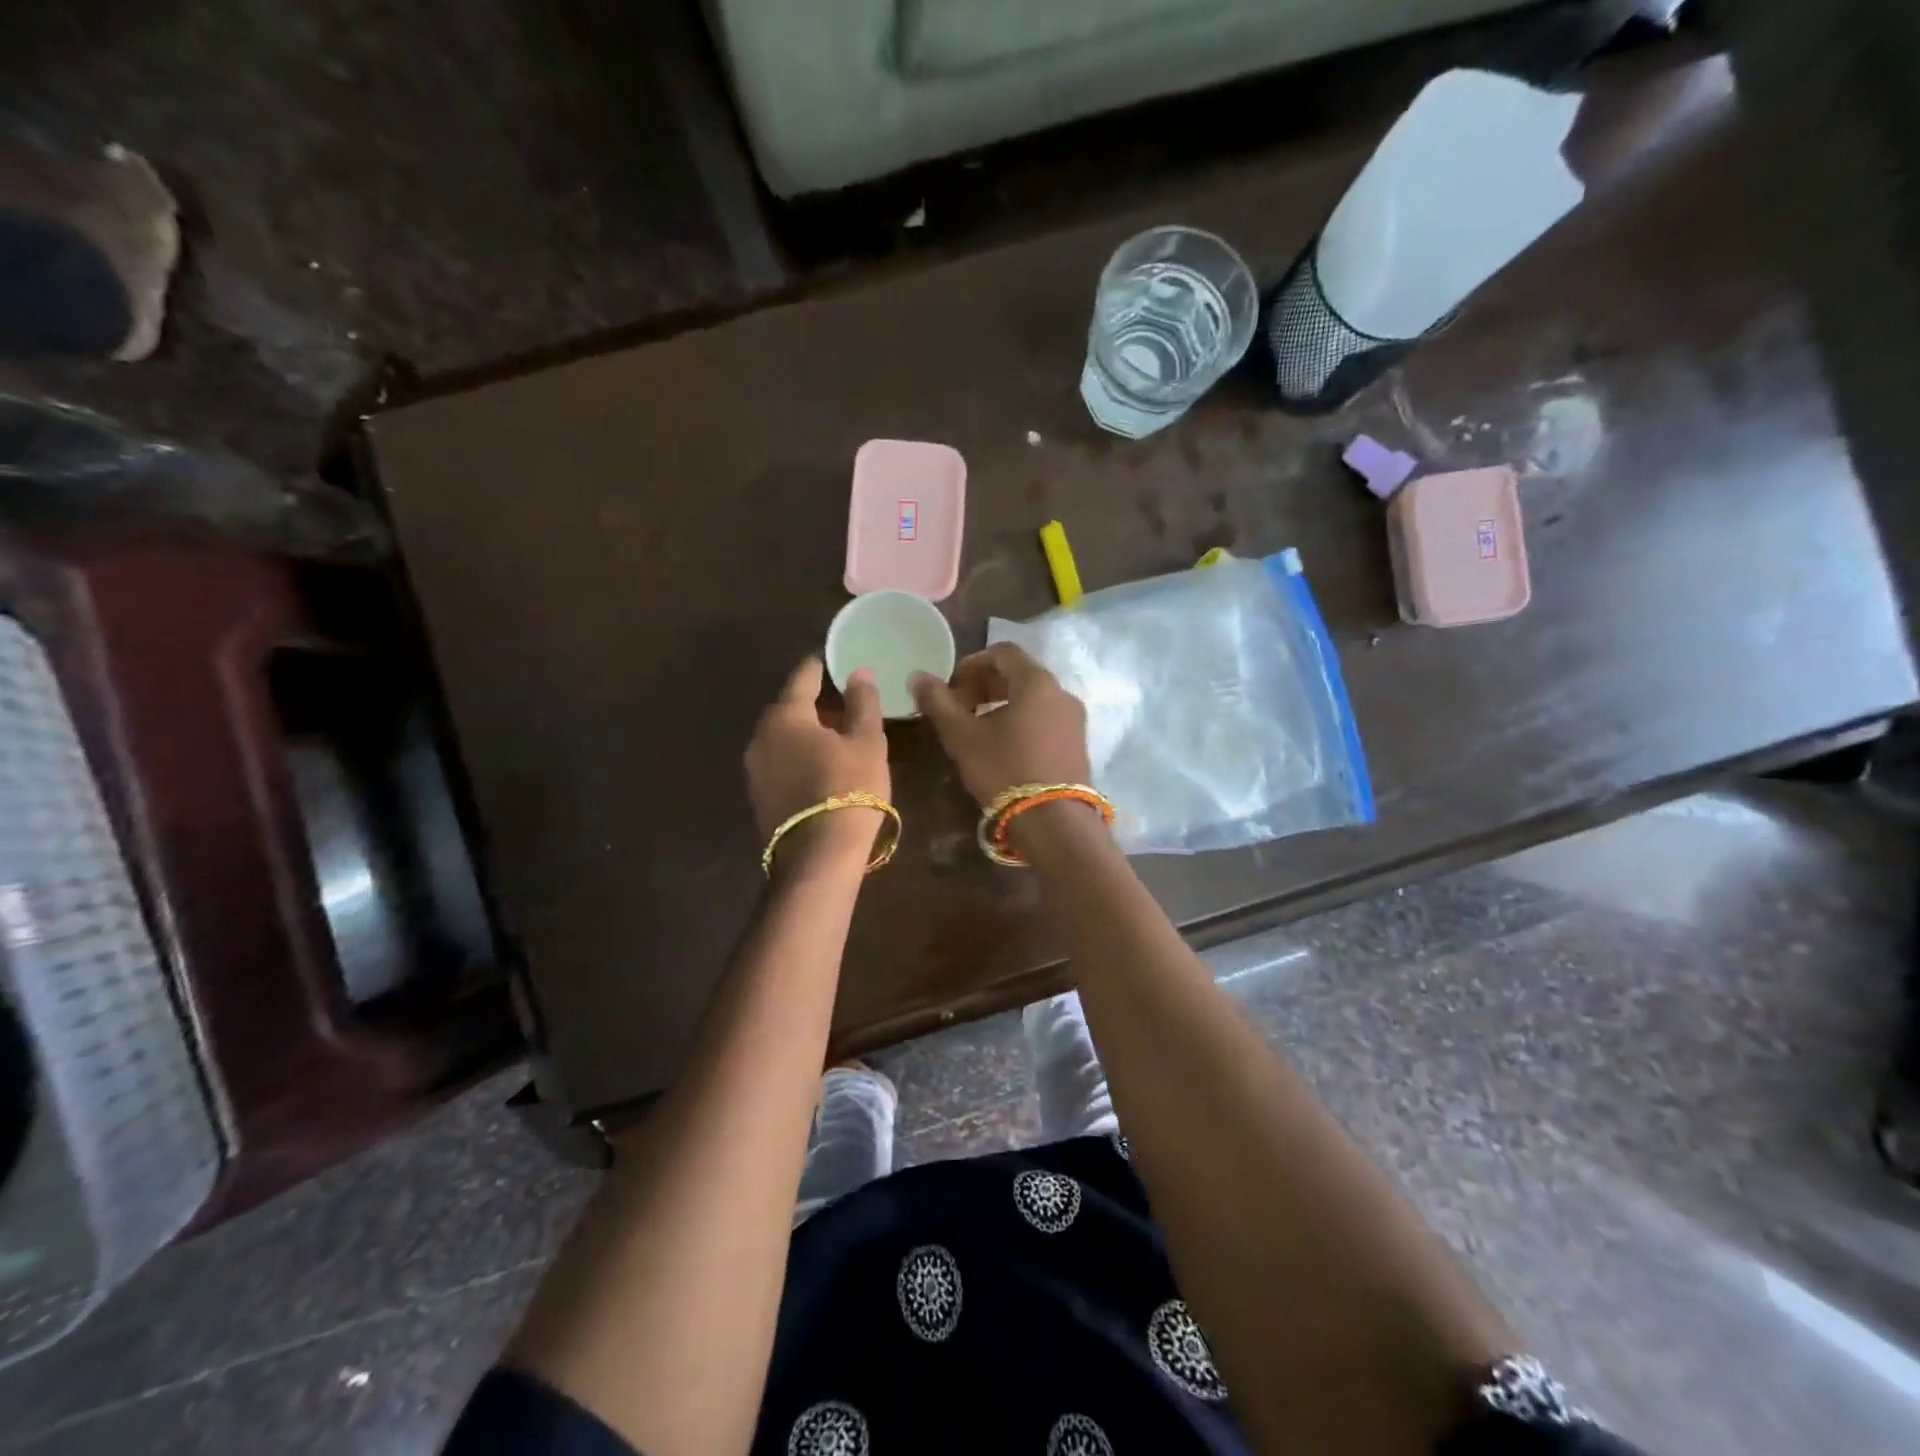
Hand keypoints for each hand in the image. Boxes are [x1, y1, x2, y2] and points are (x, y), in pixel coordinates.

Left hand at [745, 657, 889, 846]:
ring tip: (834, 739)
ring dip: (804, 732)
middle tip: (843, 705)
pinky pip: (778, 761)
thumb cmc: (849, 788)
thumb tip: (858, 673)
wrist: (819, 855)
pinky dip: (796, 756)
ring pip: (781, 737)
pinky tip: (818, 767)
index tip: (836, 662)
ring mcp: (754, 768)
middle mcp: (761, 735)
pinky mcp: (757, 795)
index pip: (803, 677)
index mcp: (786, 715)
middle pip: (788, 707)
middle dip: (814, 703)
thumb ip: (862, 703)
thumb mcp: (867, 742)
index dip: (821, 667)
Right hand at [910, 643, 1090, 805]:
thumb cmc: (1005, 770)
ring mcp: (1074, 720)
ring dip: (1003, 704)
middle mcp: (1061, 692)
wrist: (1054, 822)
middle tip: (962, 709)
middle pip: (1019, 674)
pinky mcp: (1079, 744)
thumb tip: (917, 676)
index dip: (972, 664)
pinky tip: (1005, 749)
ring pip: (1033, 698)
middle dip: (986, 685)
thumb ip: (938, 702)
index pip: (1003, 652)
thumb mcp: (962, 736)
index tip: (952, 688)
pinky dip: (1022, 721)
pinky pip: (1046, 719)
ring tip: (980, 731)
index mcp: (1036, 681)